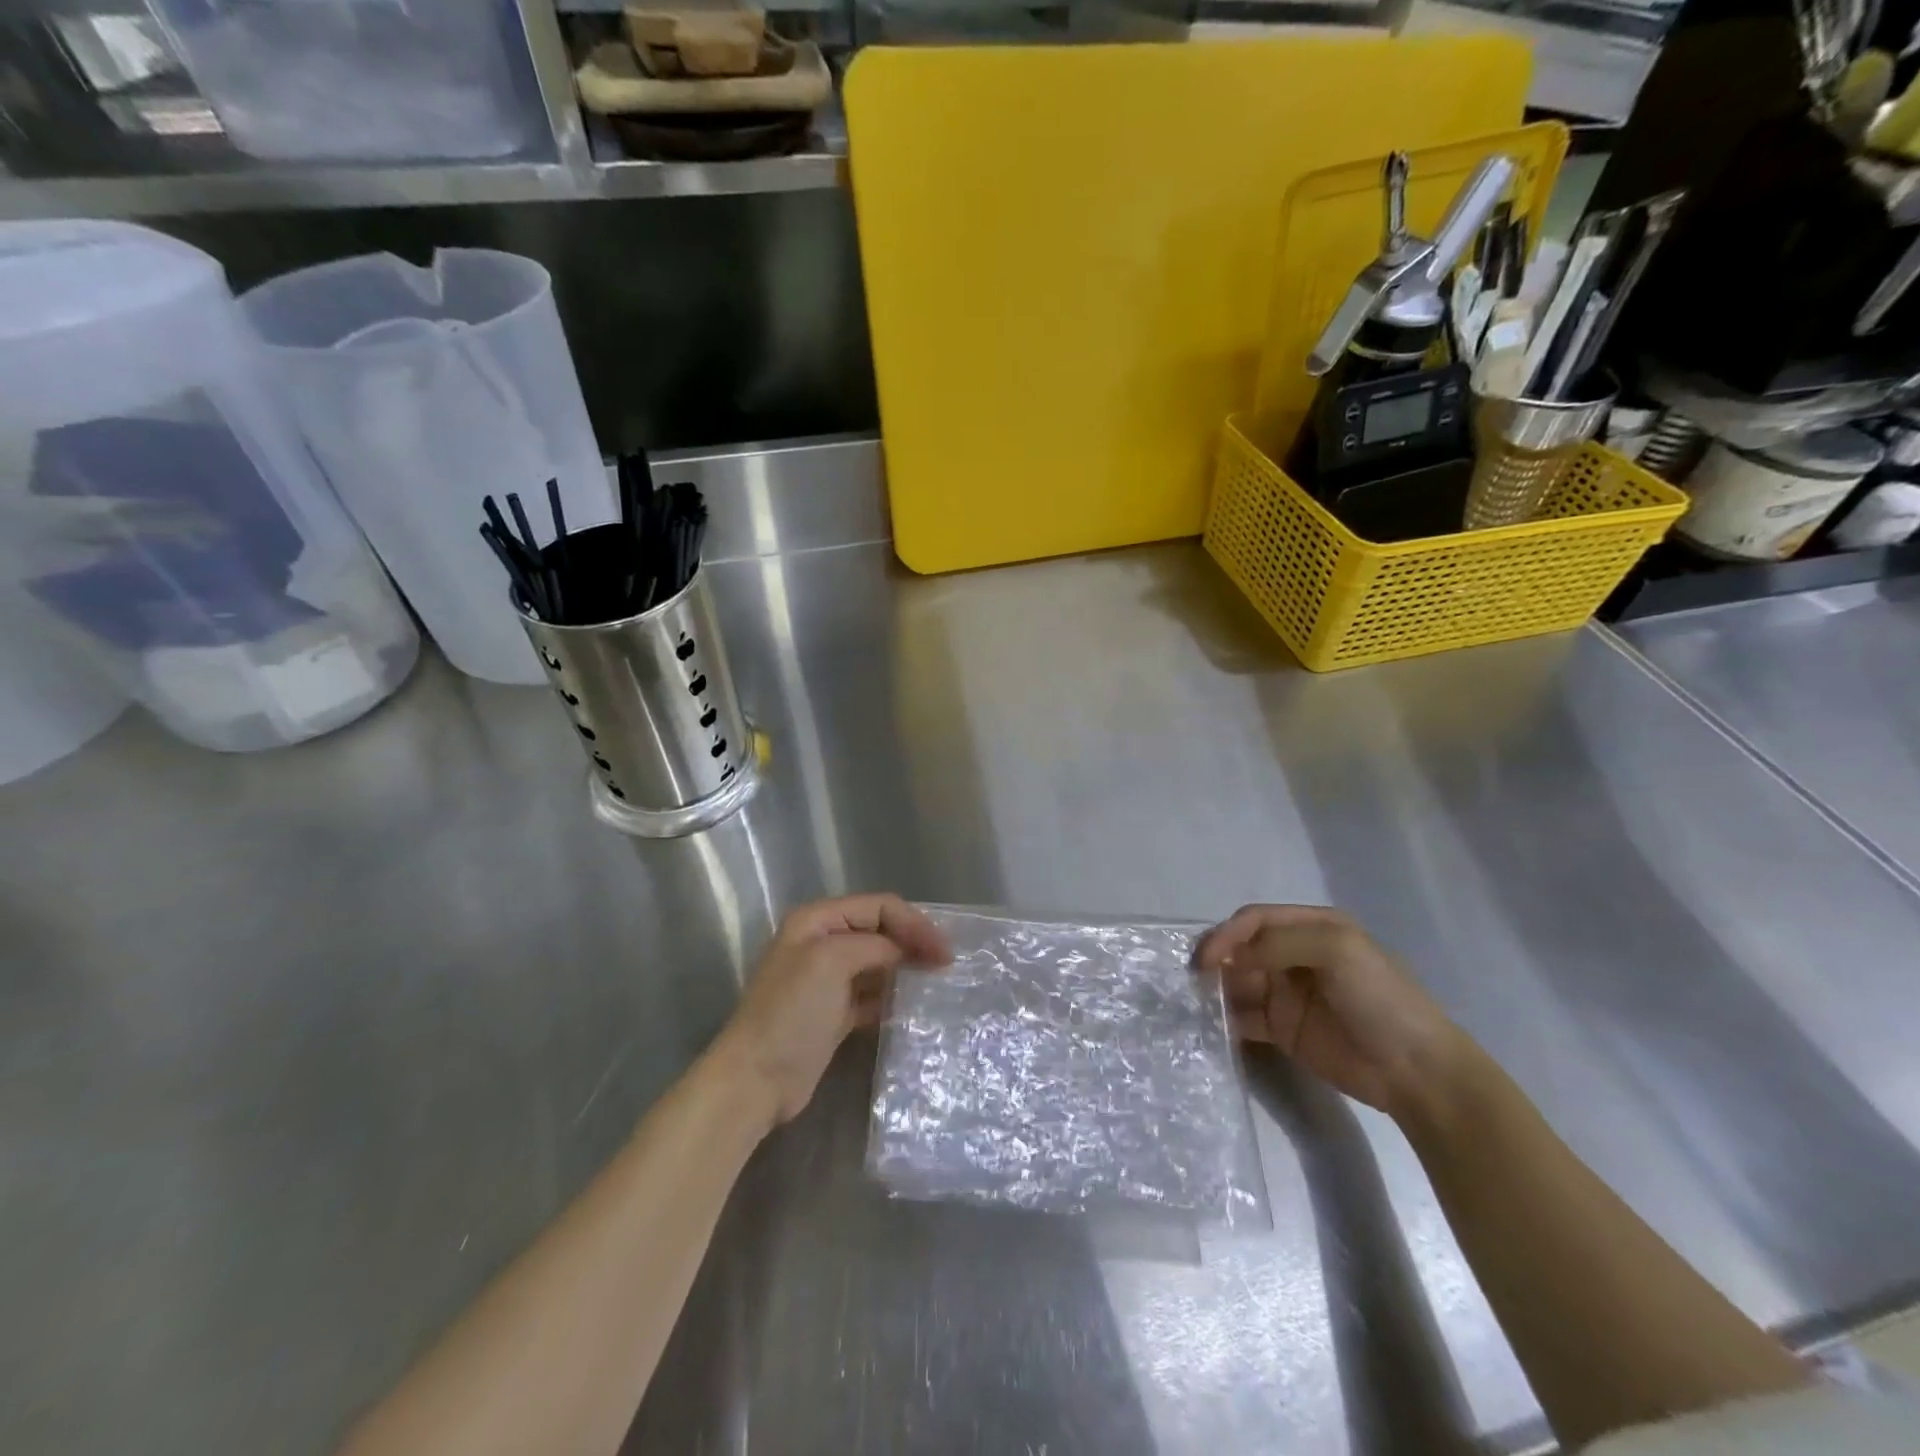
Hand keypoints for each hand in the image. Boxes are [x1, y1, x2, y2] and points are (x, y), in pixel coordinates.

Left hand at [713, 894, 950, 1131]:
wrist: (755, 1080)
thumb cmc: (791, 1012)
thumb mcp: (831, 961)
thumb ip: (874, 946)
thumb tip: (905, 954)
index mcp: (817, 920)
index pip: (878, 907)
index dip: (913, 923)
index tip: (943, 951)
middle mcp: (823, 943)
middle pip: (881, 931)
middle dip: (914, 942)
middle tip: (947, 966)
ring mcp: (828, 980)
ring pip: (880, 963)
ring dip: (907, 969)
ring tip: (938, 984)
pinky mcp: (835, 1013)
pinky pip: (874, 995)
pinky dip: (894, 997)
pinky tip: (914, 1007)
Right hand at [1195, 904, 1467, 1119]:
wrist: (1417, 1071)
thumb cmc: (1381, 999)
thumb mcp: (1338, 951)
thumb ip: (1280, 943)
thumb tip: (1232, 957)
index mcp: (1312, 927)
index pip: (1256, 920)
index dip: (1228, 933)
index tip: (1207, 958)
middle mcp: (1294, 956)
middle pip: (1241, 949)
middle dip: (1217, 959)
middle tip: (1194, 980)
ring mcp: (1287, 993)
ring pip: (1238, 982)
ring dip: (1215, 989)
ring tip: (1195, 1003)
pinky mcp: (1282, 1029)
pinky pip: (1243, 1017)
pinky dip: (1224, 1019)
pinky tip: (1211, 1026)